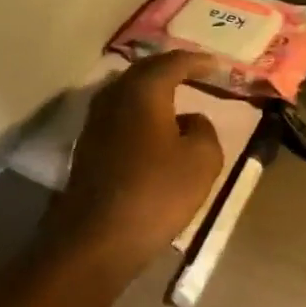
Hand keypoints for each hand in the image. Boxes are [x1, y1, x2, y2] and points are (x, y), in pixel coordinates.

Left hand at [48, 51, 225, 271]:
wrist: (92, 245)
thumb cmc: (154, 195)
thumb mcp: (202, 161)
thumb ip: (205, 129)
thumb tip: (191, 121)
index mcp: (145, 90)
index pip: (175, 62)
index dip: (199, 61)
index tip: (218, 64)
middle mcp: (116, 96)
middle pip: (146, 69)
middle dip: (172, 68)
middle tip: (196, 71)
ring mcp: (96, 121)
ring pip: (129, 90)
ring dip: (152, 89)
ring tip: (176, 94)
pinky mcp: (87, 147)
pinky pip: (120, 113)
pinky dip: (140, 110)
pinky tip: (153, 127)